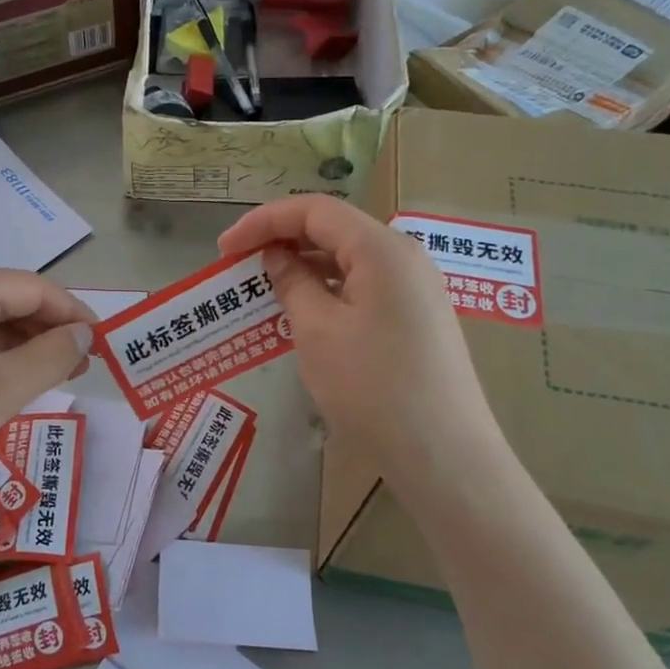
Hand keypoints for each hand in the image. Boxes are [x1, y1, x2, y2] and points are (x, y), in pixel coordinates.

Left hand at [0, 271, 95, 510]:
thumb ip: (51, 356)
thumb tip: (85, 335)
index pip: (33, 287)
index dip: (73, 311)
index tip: (104, 343)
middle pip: (10, 301)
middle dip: (51, 329)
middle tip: (85, 365)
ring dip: (27, 347)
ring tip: (59, 377)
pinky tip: (14, 386)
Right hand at [218, 196, 507, 488]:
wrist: (446, 457)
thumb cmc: (374, 389)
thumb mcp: (318, 331)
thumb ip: (292, 283)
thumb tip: (275, 258)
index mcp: (382, 249)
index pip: (314, 211)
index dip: (263, 221)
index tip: (223, 248)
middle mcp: (404, 257)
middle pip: (333, 229)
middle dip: (281, 240)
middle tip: (239, 267)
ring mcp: (416, 288)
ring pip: (348, 259)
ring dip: (303, 267)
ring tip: (263, 290)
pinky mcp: (417, 317)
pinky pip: (364, 287)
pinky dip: (328, 290)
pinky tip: (303, 313)